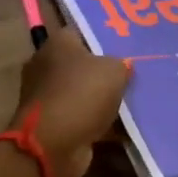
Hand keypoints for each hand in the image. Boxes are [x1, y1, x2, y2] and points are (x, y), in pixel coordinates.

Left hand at [12, 29, 131, 176]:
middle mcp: (46, 65)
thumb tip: (122, 67)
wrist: (53, 145)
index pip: (82, 32)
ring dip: (101, 100)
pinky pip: (80, 117)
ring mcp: (45, 96)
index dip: (104, 37)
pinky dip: (96, 123)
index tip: (126, 46)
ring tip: (131, 102)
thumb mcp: (114, 71)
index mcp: (57, 43)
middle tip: (132, 75)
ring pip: (81, 92)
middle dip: (104, 71)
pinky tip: (122, 128)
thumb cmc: (82, 94)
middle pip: (81, 64)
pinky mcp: (50, 123)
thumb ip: (121, 64)